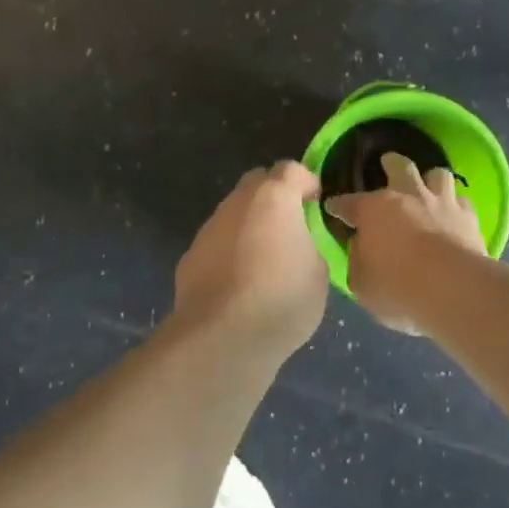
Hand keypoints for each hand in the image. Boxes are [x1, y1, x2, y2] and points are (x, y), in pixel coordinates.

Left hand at [174, 162, 328, 349]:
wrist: (221, 338)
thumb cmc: (281, 299)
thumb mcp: (318, 272)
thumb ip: (310, 245)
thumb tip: (299, 245)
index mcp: (273, 198)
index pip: (291, 169)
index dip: (306, 182)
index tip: (315, 204)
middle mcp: (237, 203)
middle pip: (257, 183)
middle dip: (274, 197)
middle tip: (290, 226)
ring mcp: (209, 228)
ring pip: (234, 213)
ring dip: (250, 225)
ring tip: (265, 260)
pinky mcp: (190, 256)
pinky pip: (218, 243)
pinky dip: (230, 252)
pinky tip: (239, 283)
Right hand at [324, 152, 485, 332]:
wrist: (453, 289)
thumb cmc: (398, 288)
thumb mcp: (361, 283)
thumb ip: (358, 260)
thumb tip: (362, 247)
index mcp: (374, 210)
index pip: (349, 203)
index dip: (339, 205)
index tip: (333, 208)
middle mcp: (408, 197)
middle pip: (399, 167)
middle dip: (391, 163)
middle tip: (388, 163)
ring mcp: (442, 203)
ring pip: (437, 174)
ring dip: (430, 179)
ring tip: (428, 185)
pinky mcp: (469, 217)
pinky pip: (462, 202)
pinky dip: (456, 206)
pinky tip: (455, 214)